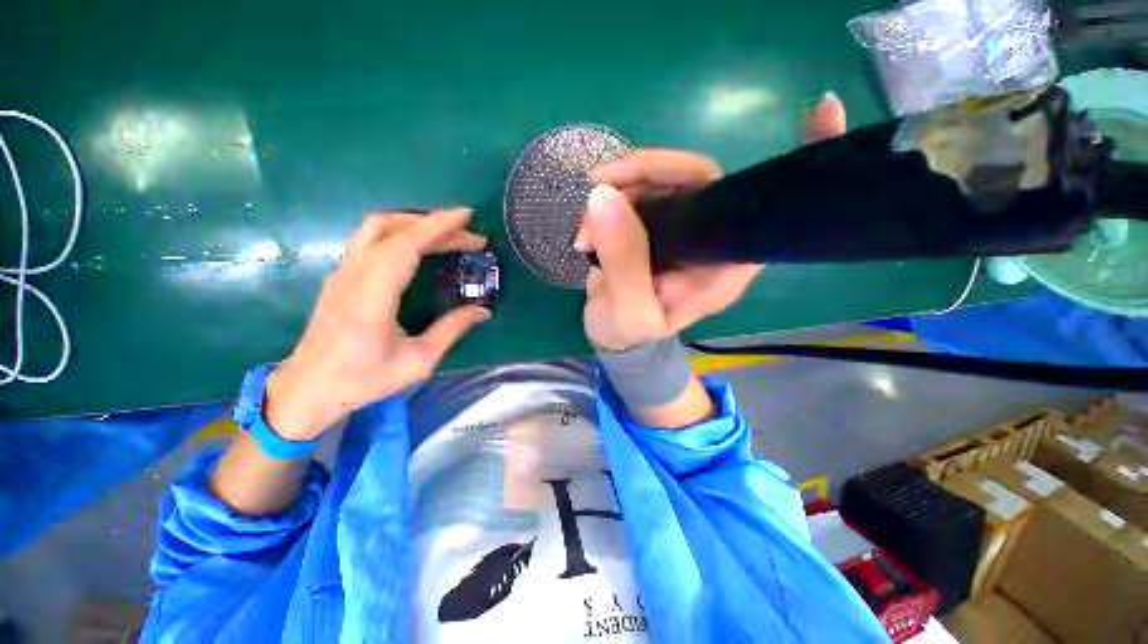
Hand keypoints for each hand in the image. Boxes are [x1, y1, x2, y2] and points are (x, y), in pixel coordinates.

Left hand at [264, 209, 490, 440]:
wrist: (308, 389)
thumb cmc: (363, 379)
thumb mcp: (418, 361)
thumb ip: (452, 330)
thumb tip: (483, 311)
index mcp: (373, 296)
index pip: (405, 245)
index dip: (438, 226)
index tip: (467, 217)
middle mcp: (353, 275)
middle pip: (390, 227)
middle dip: (434, 224)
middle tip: (468, 235)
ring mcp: (342, 272)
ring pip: (375, 227)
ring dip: (414, 223)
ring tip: (446, 235)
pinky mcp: (340, 276)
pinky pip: (370, 239)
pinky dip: (400, 233)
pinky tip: (419, 246)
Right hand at [588, 92, 847, 332]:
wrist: (613, 334)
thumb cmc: (629, 333)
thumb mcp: (629, 312)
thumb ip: (624, 263)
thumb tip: (604, 197)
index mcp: (723, 265)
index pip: (764, 210)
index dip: (796, 162)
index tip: (823, 109)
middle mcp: (711, 238)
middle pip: (696, 178)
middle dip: (644, 173)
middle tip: (598, 187)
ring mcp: (682, 225)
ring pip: (660, 178)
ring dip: (618, 187)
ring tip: (583, 226)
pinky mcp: (655, 220)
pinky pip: (639, 188)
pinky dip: (611, 193)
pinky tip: (588, 219)